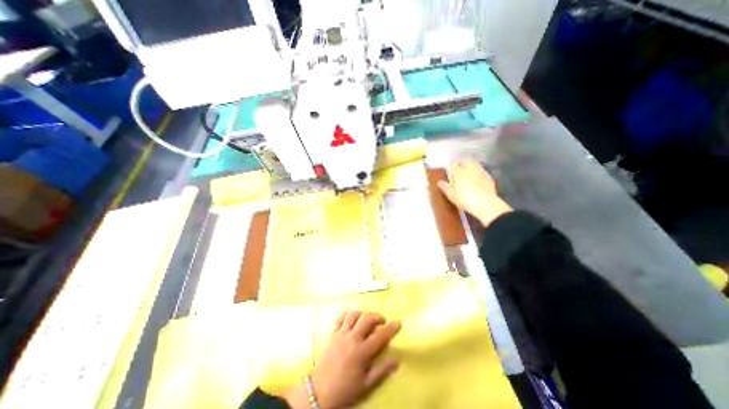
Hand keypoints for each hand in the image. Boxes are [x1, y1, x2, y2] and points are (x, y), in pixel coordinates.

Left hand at [281, 312, 400, 407]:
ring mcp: (341, 334)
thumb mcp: (366, 385)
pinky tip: (351, 318)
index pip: (380, 335)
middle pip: (367, 319)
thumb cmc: (345, 390)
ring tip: (367, 319)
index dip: (391, 328)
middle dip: (377, 316)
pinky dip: (347, 315)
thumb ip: (382, 371)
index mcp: (362, 351)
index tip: (399, 322)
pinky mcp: (333, 334)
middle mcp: (352, 338)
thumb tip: (397, 360)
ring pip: (354, 315)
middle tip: (382, 321)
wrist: (319, 392)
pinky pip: (340, 319)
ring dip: (363, 313)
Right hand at [438, 158, 510, 228]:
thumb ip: (445, 187)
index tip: (449, 168)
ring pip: (475, 165)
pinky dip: (478, 174)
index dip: (450, 166)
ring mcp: (480, 172)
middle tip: (459, 167)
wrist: (485, 204)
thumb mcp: (451, 195)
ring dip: (471, 166)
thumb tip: (439, 182)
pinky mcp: (488, 178)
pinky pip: (481, 172)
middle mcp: (470, 169)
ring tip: (468, 173)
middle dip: (462, 162)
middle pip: (466, 161)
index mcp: (459, 172)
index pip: (453, 165)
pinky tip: (477, 180)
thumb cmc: (464, 199)